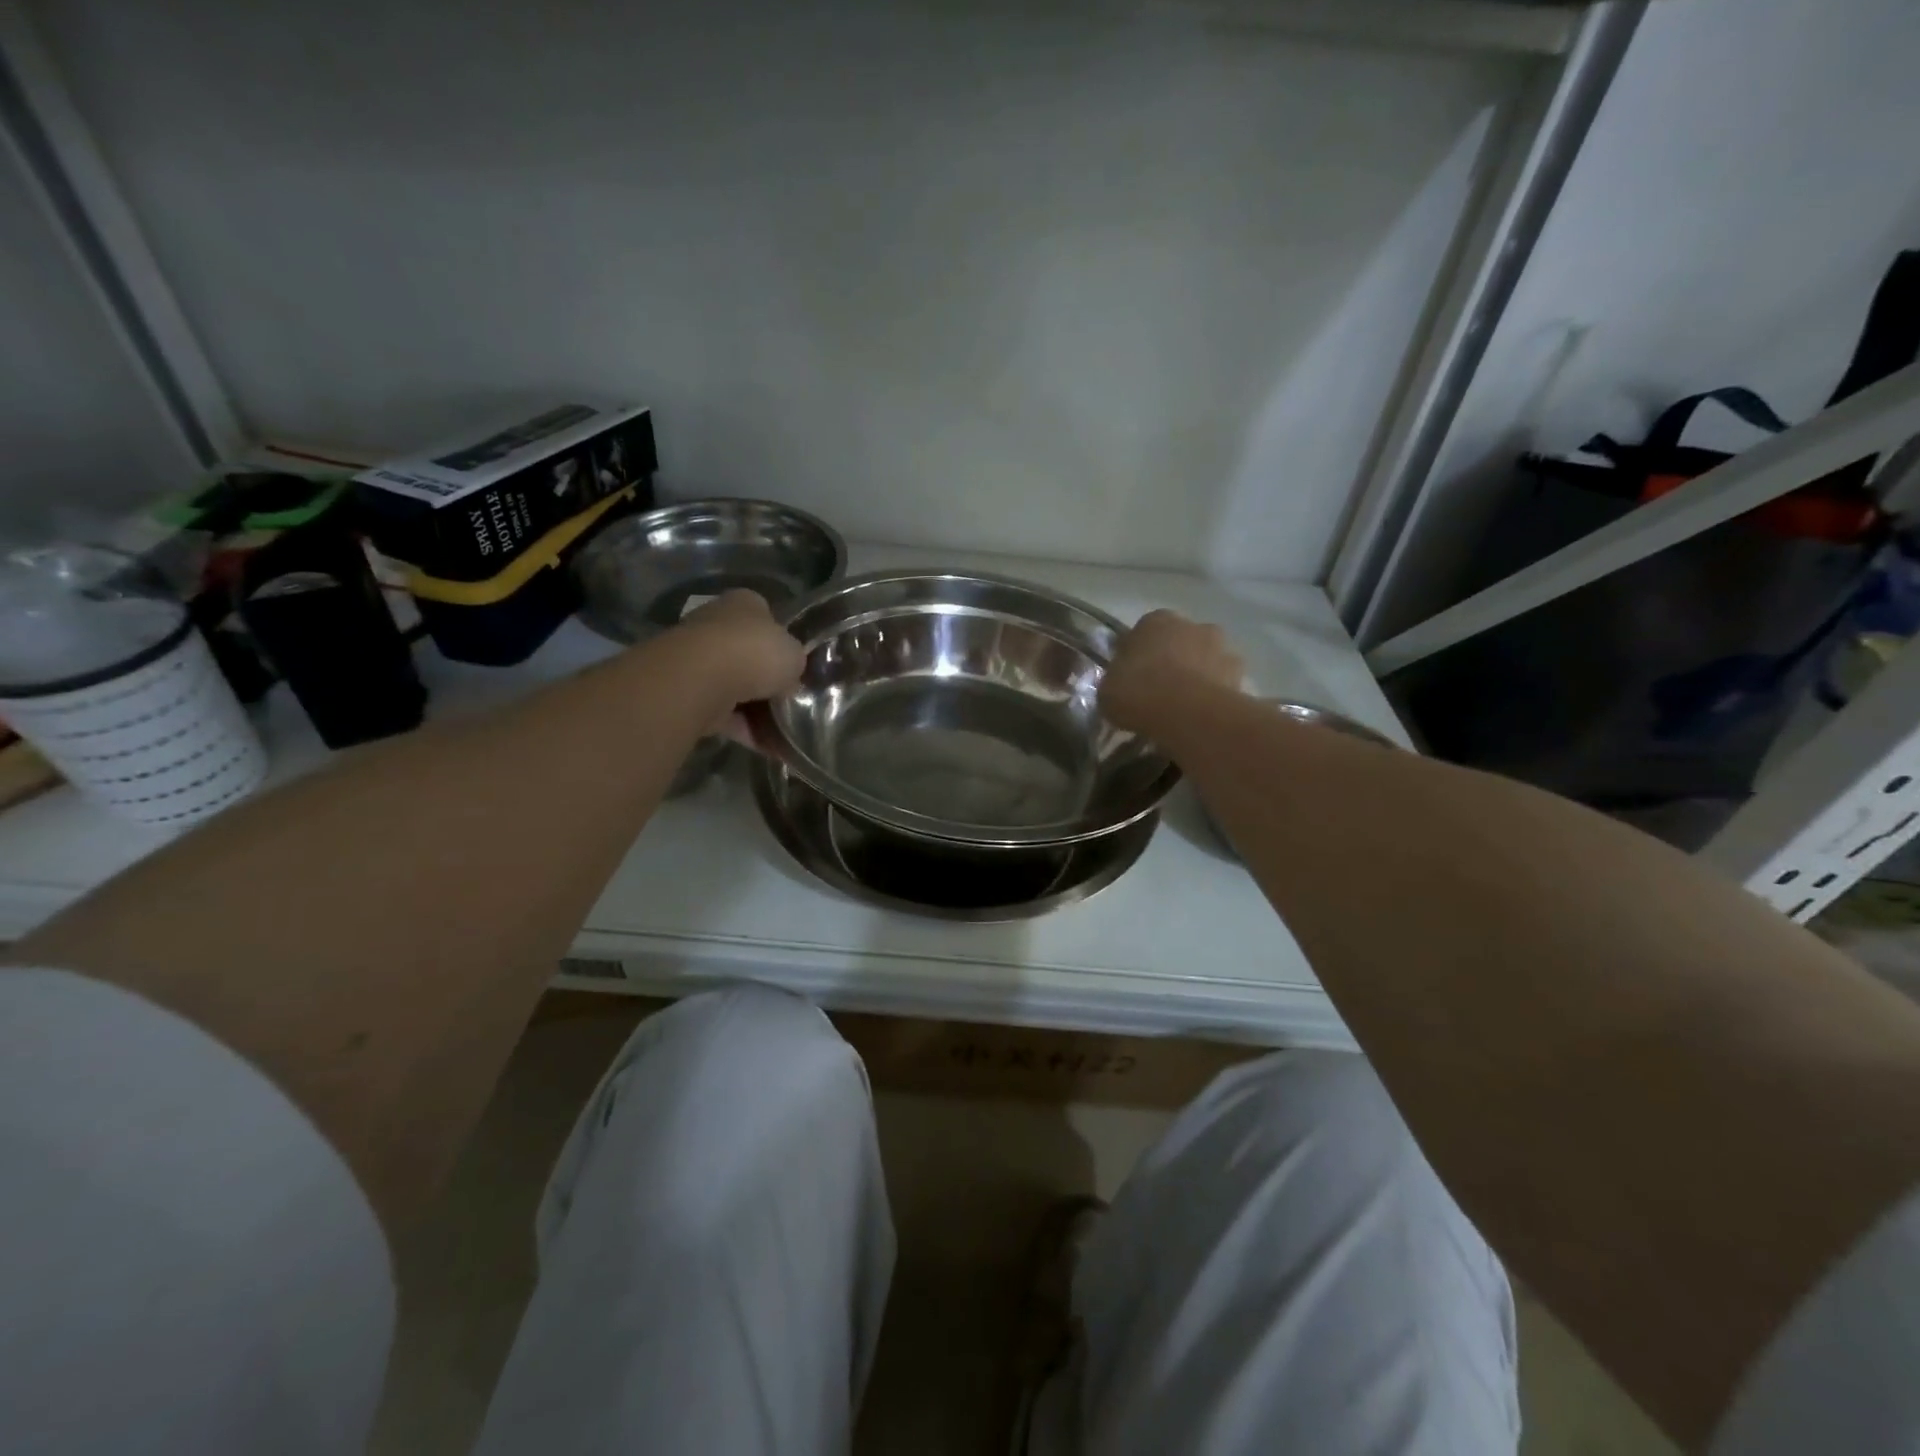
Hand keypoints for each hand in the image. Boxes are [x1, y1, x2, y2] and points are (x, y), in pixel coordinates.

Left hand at [671, 590, 806, 741]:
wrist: (701, 678)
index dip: (782, 642)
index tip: (795, 666)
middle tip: (791, 700)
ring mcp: (696, 658)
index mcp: (744, 603)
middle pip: (747, 654)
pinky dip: (743, 729)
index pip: (766, 617)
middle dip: (766, 679)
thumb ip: (794, 663)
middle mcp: (716, 624)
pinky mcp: (685, 691)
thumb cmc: (755, 653)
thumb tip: (789, 680)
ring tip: (783, 731)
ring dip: (756, 709)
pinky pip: (722, 713)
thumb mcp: (795, 654)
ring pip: (734, 686)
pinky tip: (766, 746)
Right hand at [1100, 610, 1243, 733]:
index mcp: (1155, 620)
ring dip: (1197, 675)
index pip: (1143, 632)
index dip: (1137, 655)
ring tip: (1183, 708)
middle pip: (1179, 641)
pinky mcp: (1241, 674)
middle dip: (1172, 660)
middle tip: (1159, 691)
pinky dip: (1214, 694)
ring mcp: (1221, 647)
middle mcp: (1192, 624)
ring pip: (1205, 659)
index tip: (1132, 677)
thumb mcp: (1107, 689)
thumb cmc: (1138, 692)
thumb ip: (1115, 680)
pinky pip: (1222, 683)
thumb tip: (1121, 682)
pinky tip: (1201, 716)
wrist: (1187, 713)